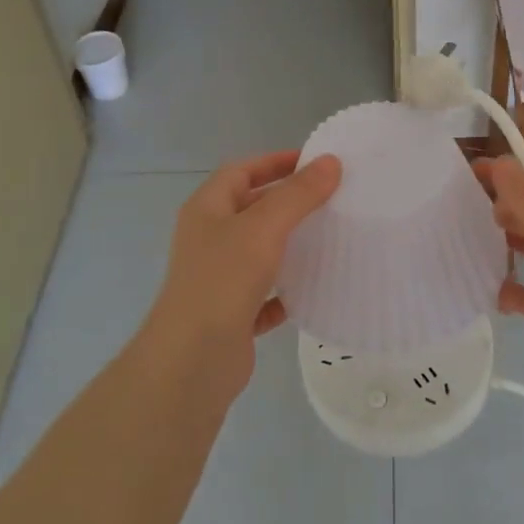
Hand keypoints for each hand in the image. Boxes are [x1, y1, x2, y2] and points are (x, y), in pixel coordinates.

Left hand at [144, 151, 341, 392]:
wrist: (192, 361)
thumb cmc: (223, 281)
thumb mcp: (263, 228)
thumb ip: (297, 194)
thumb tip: (330, 162)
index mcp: (207, 210)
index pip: (241, 171)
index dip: (275, 162)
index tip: (315, 162)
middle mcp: (209, 239)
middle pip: (251, 209)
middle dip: (288, 202)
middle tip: (331, 198)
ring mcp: (219, 278)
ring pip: (259, 252)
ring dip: (290, 244)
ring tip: (331, 238)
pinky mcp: (232, 314)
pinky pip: (264, 294)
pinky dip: (286, 290)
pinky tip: (313, 290)